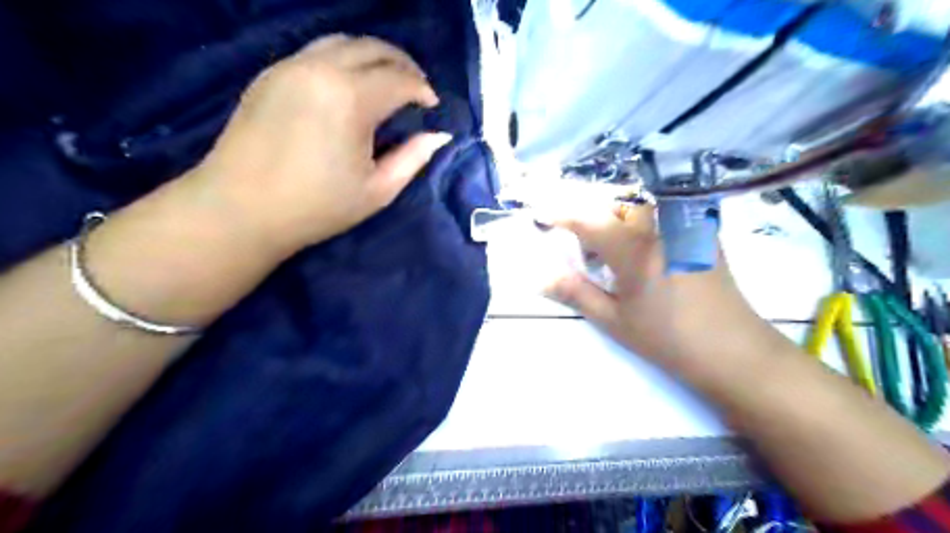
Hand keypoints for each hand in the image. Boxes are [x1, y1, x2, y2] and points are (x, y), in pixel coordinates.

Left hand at [187, 33, 452, 256]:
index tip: (432, 106)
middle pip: (372, 48)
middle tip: (416, 87)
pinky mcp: (270, 74)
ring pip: (342, 43)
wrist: (241, 209)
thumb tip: (439, 136)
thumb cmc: (316, 207)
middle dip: (402, 64)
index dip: (422, 90)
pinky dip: (342, 61)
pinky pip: (315, 52)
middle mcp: (320, 69)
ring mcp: (290, 67)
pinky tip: (348, 86)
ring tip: (385, 81)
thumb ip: (412, 158)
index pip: (398, 79)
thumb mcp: (377, 191)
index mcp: (350, 99)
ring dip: (372, 56)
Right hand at [545, 203, 774, 375]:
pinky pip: (665, 216)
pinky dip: (644, 225)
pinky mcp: (702, 235)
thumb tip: (541, 279)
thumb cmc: (667, 338)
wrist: (733, 351)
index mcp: (634, 249)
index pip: (589, 220)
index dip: (562, 215)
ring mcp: (685, 228)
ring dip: (620, 221)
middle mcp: (660, 227)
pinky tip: (646, 255)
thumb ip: (576, 293)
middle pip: (617, 206)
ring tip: (615, 254)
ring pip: (642, 208)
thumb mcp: (614, 320)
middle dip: (595, 219)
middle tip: (586, 250)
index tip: (543, 217)